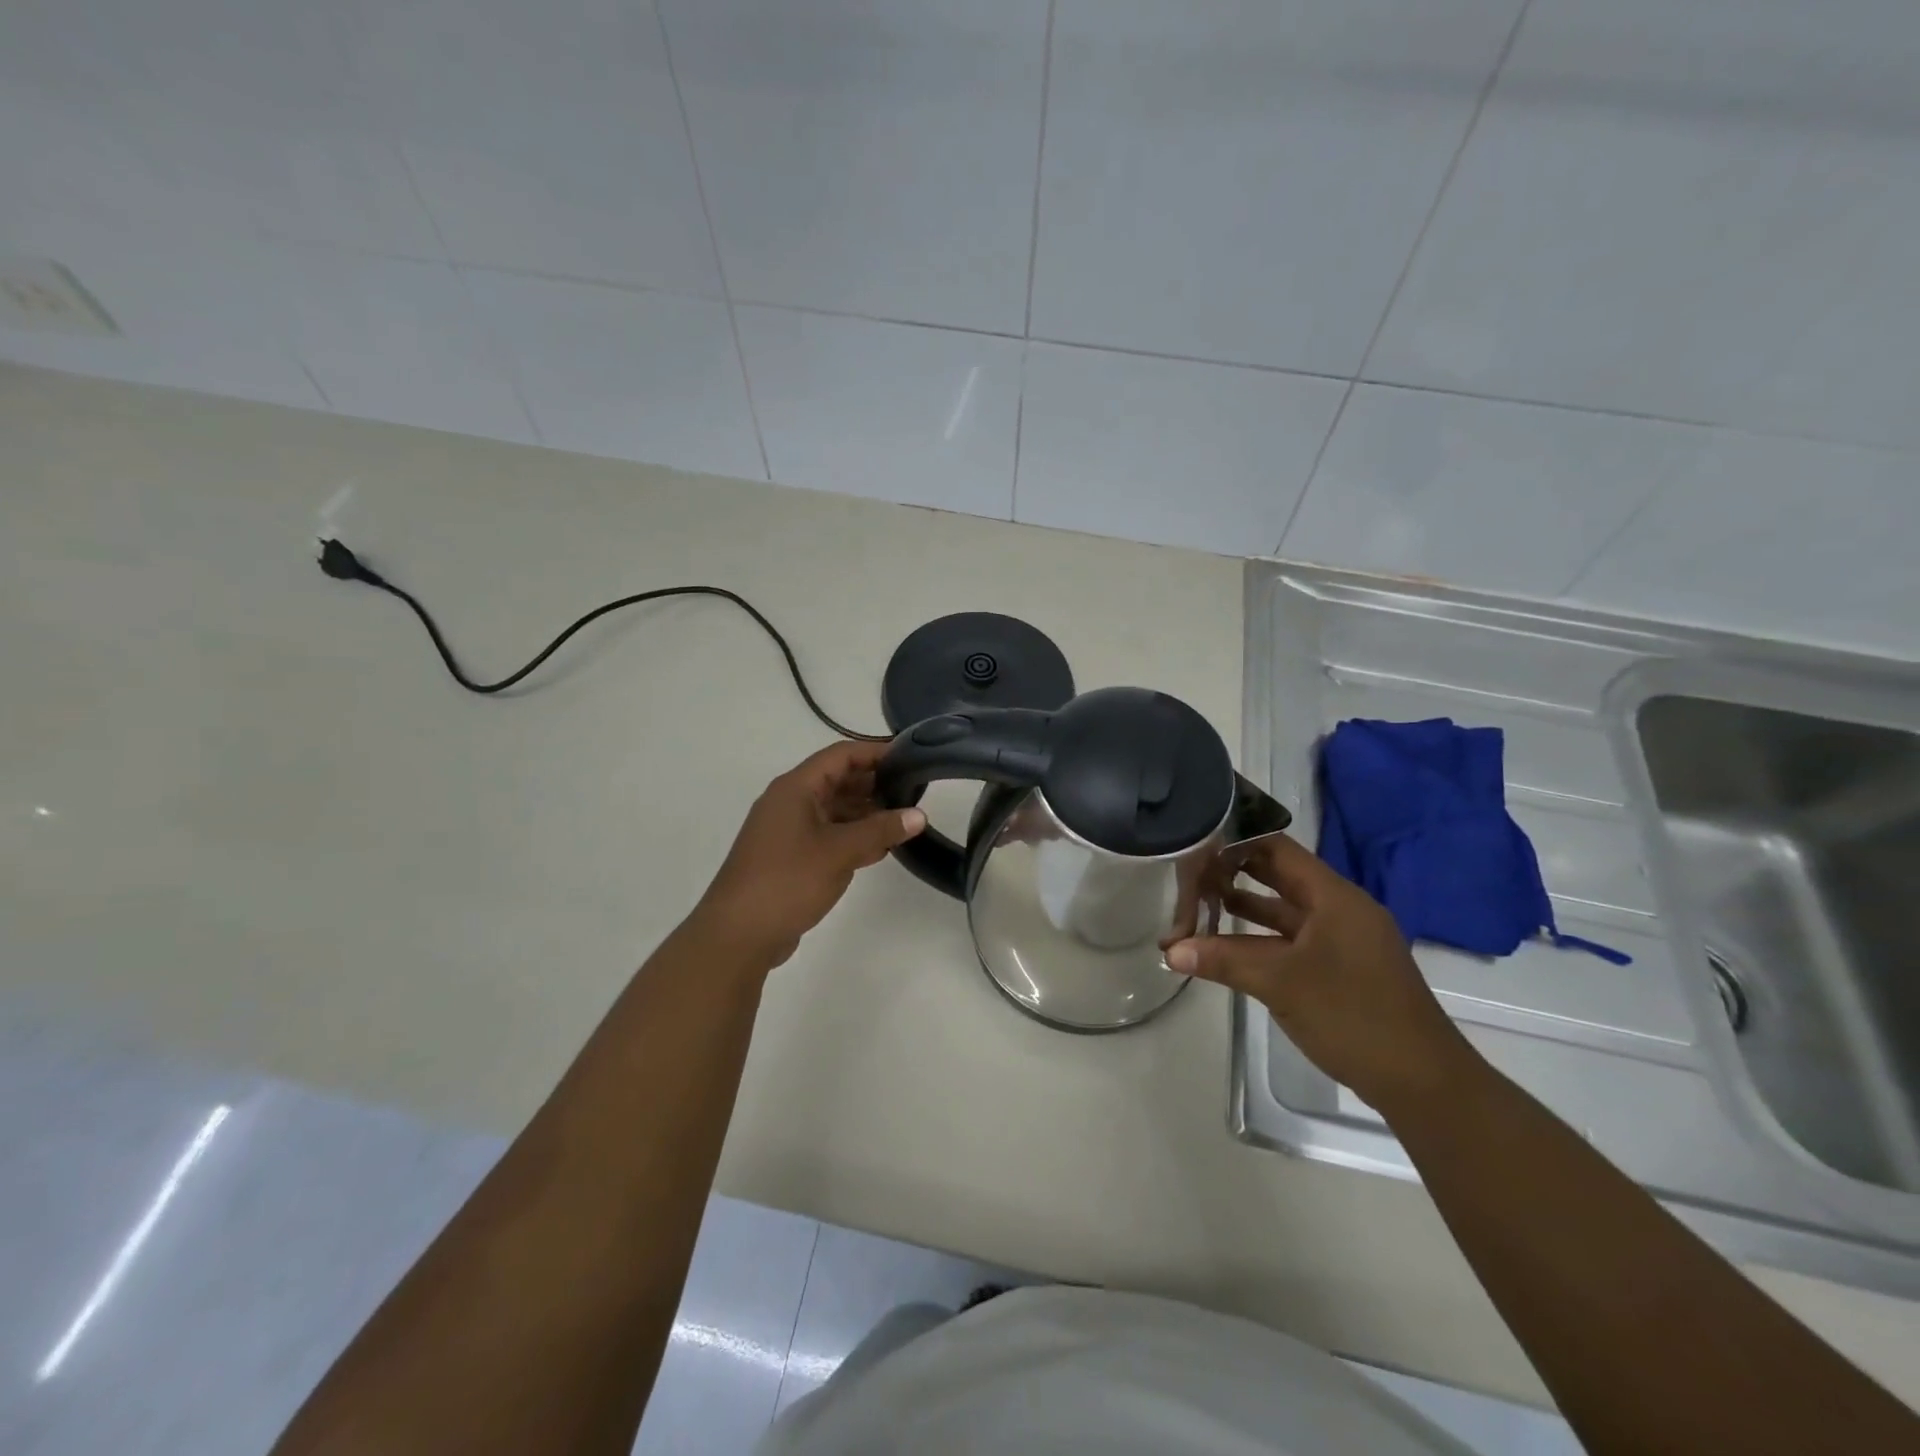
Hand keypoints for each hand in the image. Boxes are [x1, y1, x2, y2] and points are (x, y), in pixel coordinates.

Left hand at [692, 740, 925, 970]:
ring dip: (866, 813)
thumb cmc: (787, 881)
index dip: (875, 752)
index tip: (910, 758)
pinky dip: (852, 836)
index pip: (841, 755)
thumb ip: (880, 830)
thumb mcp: (839, 851)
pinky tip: (879, 849)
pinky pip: (827, 835)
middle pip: (837, 780)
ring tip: (903, 820)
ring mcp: (788, 831)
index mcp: (795, 788)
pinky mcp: (790, 857)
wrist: (738, 934)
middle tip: (914, 791)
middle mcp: (790, 802)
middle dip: (874, 784)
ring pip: (834, 810)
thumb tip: (919, 815)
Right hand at [1167, 834, 1476, 1112]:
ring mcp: (1343, 940)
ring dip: (1244, 909)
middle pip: (1279, 877)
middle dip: (1234, 874)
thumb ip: (1224, 960)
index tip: (1195, 845)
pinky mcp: (1342, 968)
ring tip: (1197, 906)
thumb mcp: (1281, 983)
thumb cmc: (1354, 1016)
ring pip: (1284, 912)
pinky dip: (1260, 939)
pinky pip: (1293, 940)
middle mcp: (1339, 910)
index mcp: (1334, 897)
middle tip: (1188, 874)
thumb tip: (1170, 950)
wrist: (1423, 1083)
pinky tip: (1228, 946)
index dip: (1236, 842)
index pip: (1277, 849)